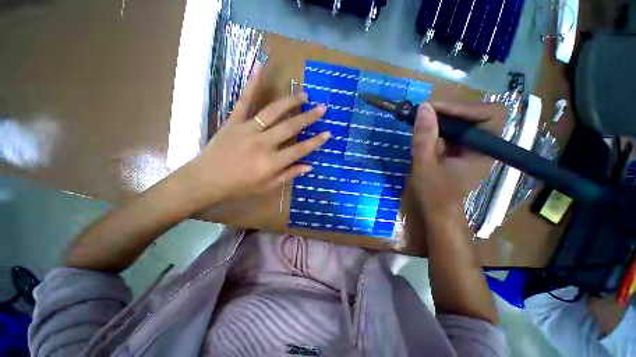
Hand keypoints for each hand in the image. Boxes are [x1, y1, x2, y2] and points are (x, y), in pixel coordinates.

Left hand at [176, 64, 329, 208]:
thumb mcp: (267, 186)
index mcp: (271, 162)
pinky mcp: (233, 121)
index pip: (299, 150)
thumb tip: (309, 166)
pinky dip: (252, 84)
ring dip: (290, 101)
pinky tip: (259, 67)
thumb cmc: (240, 186)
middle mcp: (262, 143)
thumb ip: (289, 175)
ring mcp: (247, 129)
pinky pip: (244, 101)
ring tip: (303, 94)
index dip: (315, 142)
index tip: (328, 133)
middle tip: (322, 108)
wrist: (207, 179)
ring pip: (272, 111)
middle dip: (308, 117)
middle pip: (290, 127)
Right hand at [411, 102, 504, 224]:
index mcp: (485, 150)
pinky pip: (453, 132)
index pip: (491, 114)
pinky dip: (439, 128)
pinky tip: (424, 130)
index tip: (435, 109)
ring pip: (464, 122)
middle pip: (477, 114)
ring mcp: (472, 148)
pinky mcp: (460, 151)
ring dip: (443, 118)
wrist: (437, 212)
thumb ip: (424, 137)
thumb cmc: (434, 193)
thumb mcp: (425, 165)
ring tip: (421, 119)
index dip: (466, 107)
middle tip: (425, 112)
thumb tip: (423, 107)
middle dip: (451, 110)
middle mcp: (483, 146)